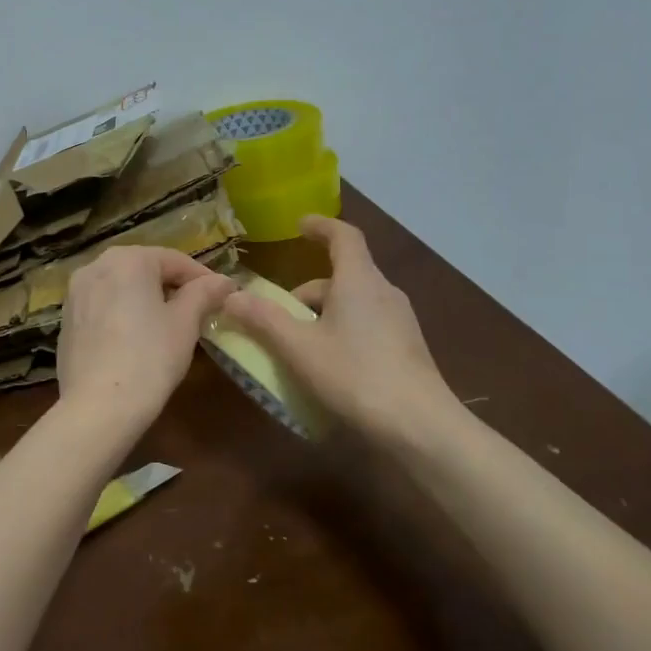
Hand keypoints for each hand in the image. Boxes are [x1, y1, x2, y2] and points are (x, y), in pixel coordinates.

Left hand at [56, 246, 236, 439]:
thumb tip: (223, 281)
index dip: (203, 278)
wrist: (97, 407)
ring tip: (169, 325)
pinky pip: (103, 307)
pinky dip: (122, 314)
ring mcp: (75, 293)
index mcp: (128, 259)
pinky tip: (136, 340)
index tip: (223, 297)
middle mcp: (96, 266)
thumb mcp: (185, 324)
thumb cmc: (149, 358)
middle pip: (145, 269)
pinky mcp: (66, 320)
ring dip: (146, 300)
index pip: (175, 260)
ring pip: (122, 287)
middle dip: (172, 287)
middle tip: (198, 311)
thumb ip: (204, 294)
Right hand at [219, 216, 454, 449]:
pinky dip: (342, 331)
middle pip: (342, 276)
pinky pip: (367, 325)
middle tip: (278, 316)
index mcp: (359, 280)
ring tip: (298, 346)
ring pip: (354, 303)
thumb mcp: (299, 349)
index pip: (343, 236)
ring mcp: (400, 321)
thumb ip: (264, 319)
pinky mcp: (407, 348)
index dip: (321, 226)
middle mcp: (384, 292)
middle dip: (307, 292)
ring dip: (323, 314)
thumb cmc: (355, 375)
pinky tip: (328, 366)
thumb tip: (231, 296)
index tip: (300, 225)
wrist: (419, 425)